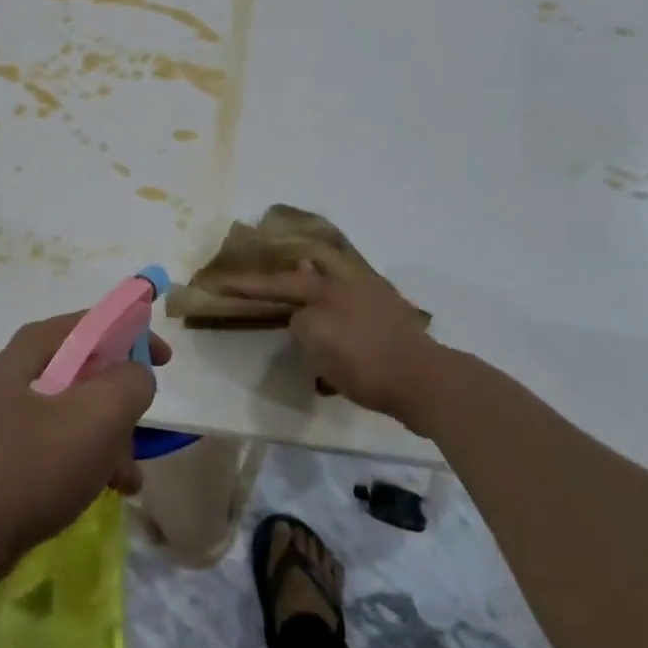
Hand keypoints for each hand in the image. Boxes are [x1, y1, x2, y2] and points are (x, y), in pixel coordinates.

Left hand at [0, 313, 166, 577]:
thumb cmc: (33, 466)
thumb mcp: (99, 415)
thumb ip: (130, 382)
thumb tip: (135, 375)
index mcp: (31, 350)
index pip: (91, 322)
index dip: (133, 333)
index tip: (164, 361)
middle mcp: (14, 374)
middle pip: (84, 371)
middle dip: (120, 401)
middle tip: (141, 427)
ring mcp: (3, 417)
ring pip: (72, 413)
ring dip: (108, 439)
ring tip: (128, 477)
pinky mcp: (0, 457)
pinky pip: (54, 446)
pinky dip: (84, 461)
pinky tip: (105, 491)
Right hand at [222, 247, 454, 430]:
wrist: (425, 382)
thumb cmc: (364, 360)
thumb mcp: (317, 339)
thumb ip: (300, 321)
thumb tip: (302, 316)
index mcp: (329, 287)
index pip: (279, 283)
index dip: (250, 285)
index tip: (222, 282)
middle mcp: (352, 286)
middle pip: (313, 274)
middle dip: (292, 272)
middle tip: (275, 266)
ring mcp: (376, 303)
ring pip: (336, 290)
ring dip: (317, 292)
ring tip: (302, 299)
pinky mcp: (392, 325)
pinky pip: (353, 312)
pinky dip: (338, 315)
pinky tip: (337, 328)